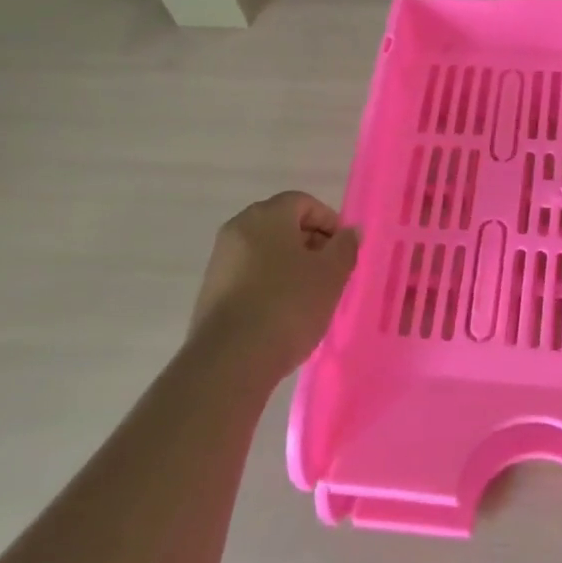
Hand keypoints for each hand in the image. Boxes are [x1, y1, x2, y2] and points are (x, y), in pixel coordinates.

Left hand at [187, 192, 359, 381]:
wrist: (231, 360)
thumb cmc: (288, 305)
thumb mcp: (331, 275)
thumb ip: (345, 247)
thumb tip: (349, 232)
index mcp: (266, 216)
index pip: (304, 202)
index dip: (329, 222)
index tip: (344, 251)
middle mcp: (238, 229)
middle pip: (283, 225)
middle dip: (311, 244)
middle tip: (332, 273)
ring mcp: (221, 260)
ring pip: (266, 252)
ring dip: (292, 266)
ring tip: (311, 297)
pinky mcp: (212, 290)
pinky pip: (250, 275)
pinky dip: (271, 284)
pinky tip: (284, 313)